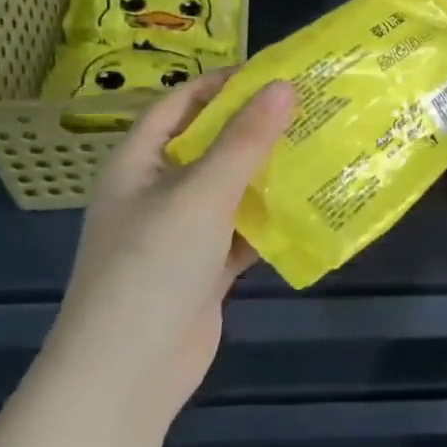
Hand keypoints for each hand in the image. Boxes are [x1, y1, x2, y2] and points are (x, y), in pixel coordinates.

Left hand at [51, 71, 295, 419]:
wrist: (128, 372)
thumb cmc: (153, 266)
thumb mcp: (201, 193)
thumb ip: (244, 141)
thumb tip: (282, 85)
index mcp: (137, 164)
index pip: (177, 106)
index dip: (218, 85)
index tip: (270, 74)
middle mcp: (155, 194)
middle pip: (207, 147)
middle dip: (253, 129)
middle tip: (307, 109)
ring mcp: (179, 235)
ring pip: (228, 191)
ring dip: (266, 175)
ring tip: (317, 149)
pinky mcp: (203, 269)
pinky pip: (240, 232)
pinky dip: (268, 220)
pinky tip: (308, 207)